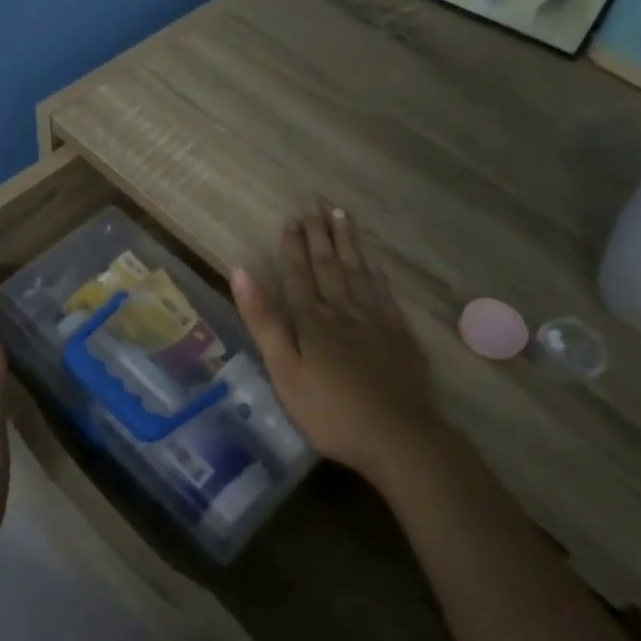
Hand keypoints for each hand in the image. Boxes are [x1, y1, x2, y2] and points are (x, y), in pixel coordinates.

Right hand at [232, 208, 436, 482]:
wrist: (398, 437)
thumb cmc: (330, 411)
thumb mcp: (283, 371)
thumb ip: (264, 320)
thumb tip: (240, 271)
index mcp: (311, 320)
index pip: (298, 274)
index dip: (293, 246)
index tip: (292, 218)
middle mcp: (343, 310)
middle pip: (330, 265)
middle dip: (320, 234)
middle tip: (318, 203)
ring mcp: (376, 321)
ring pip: (359, 272)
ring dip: (348, 243)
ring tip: (343, 216)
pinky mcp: (400, 336)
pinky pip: (386, 294)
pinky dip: (378, 275)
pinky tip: (377, 264)